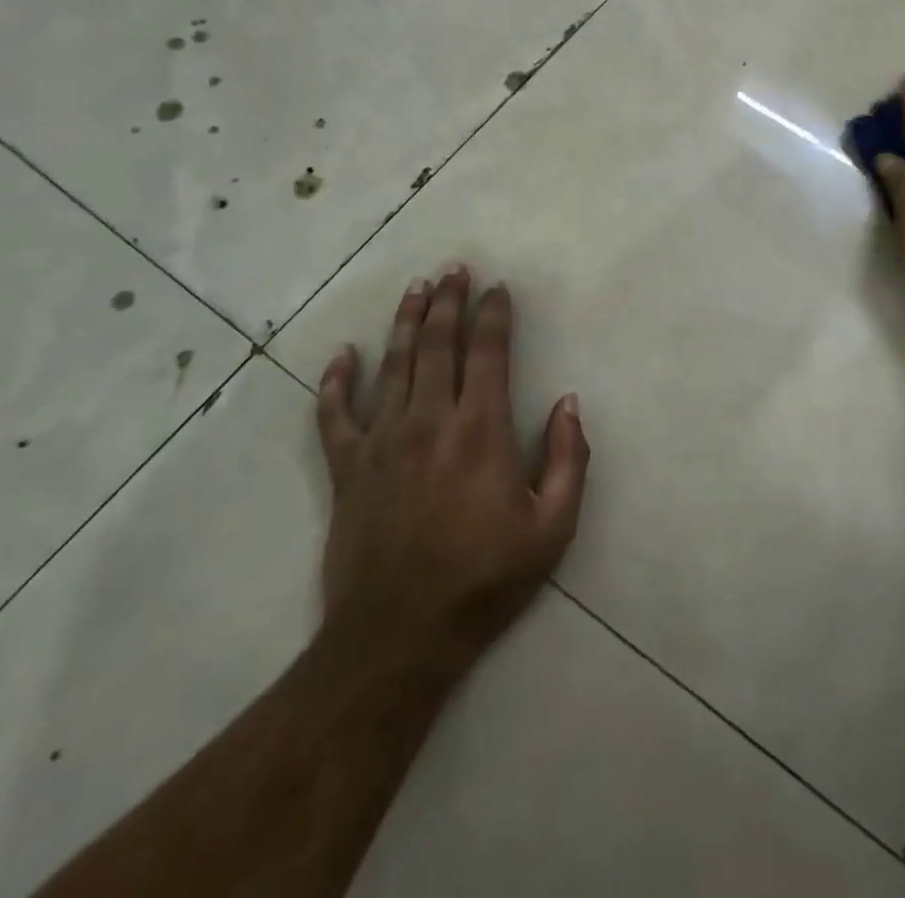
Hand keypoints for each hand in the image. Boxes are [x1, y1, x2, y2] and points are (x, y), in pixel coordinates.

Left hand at [314, 266, 589, 671]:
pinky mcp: (347, 468)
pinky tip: (342, 355)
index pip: (489, 353)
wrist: (398, 636)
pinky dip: (336, 381)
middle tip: (454, 269)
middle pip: (439, 344)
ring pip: (393, 364)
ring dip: (406, 322)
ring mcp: (382, 441)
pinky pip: (335, 414)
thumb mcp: (553, 527)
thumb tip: (569, 403)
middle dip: (449, 301)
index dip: (494, 314)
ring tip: (415, 289)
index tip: (498, 288)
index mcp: (481, 430)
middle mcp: (430, 420)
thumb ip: (569, 459)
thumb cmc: (484, 580)